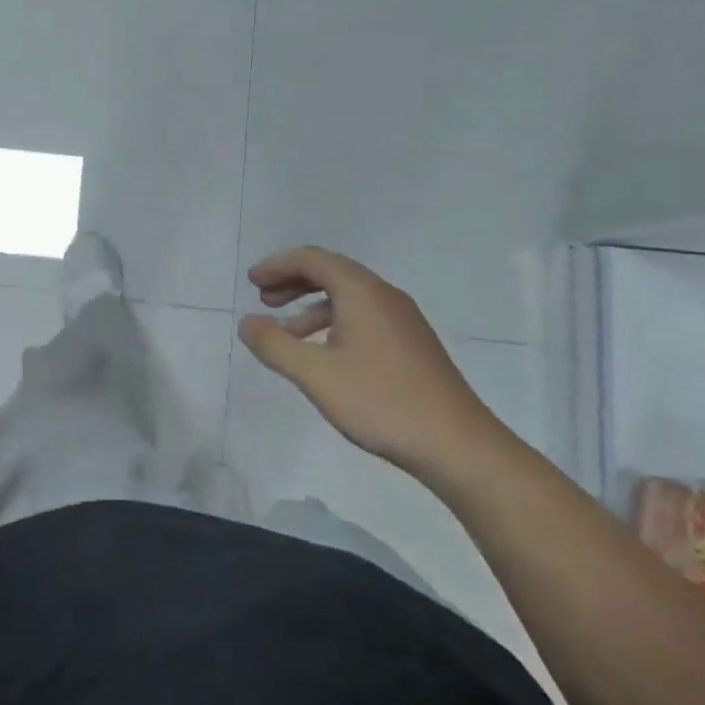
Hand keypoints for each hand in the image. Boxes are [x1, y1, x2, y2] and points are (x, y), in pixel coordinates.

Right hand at [237, 246, 507, 481]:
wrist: (457, 445)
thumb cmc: (381, 402)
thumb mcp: (316, 375)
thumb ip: (275, 345)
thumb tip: (247, 322)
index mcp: (362, 292)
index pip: (313, 260)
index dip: (278, 265)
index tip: (251, 282)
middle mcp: (384, 296)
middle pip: (331, 272)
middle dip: (293, 281)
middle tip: (264, 299)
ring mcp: (403, 320)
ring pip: (348, 296)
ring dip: (312, 305)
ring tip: (286, 332)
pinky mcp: (411, 344)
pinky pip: (363, 316)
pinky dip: (334, 322)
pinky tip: (324, 355)